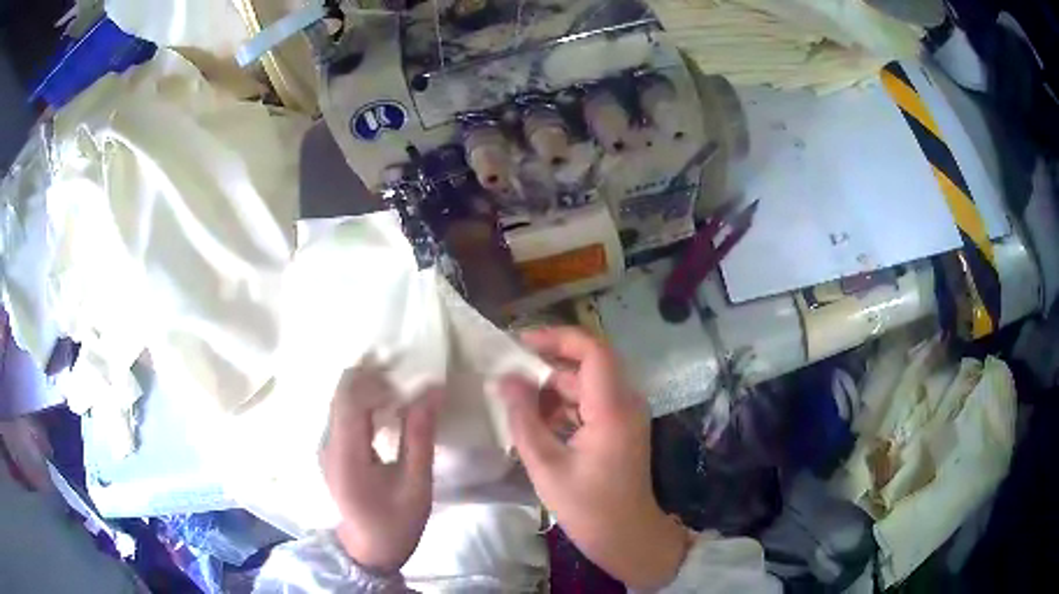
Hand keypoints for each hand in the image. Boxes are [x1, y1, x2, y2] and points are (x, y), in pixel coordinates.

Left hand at [321, 359, 442, 573]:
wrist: (368, 551)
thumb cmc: (395, 523)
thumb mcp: (417, 485)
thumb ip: (420, 437)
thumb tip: (431, 391)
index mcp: (346, 455)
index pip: (350, 398)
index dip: (378, 382)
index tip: (409, 387)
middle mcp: (327, 444)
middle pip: (342, 393)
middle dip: (373, 380)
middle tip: (407, 386)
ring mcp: (325, 446)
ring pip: (340, 399)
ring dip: (368, 390)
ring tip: (400, 397)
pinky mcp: (329, 450)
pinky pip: (342, 413)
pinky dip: (363, 404)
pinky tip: (385, 414)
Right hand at [500, 327, 687, 590]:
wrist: (627, 536)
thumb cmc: (588, 507)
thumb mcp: (546, 464)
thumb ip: (523, 418)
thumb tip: (506, 378)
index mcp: (613, 408)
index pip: (592, 350)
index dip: (556, 338)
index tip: (520, 343)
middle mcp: (625, 402)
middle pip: (587, 364)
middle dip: (546, 364)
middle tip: (507, 372)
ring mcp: (625, 415)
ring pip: (586, 384)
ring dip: (551, 388)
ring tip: (514, 399)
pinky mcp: (620, 428)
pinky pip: (590, 402)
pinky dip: (562, 405)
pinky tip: (535, 421)